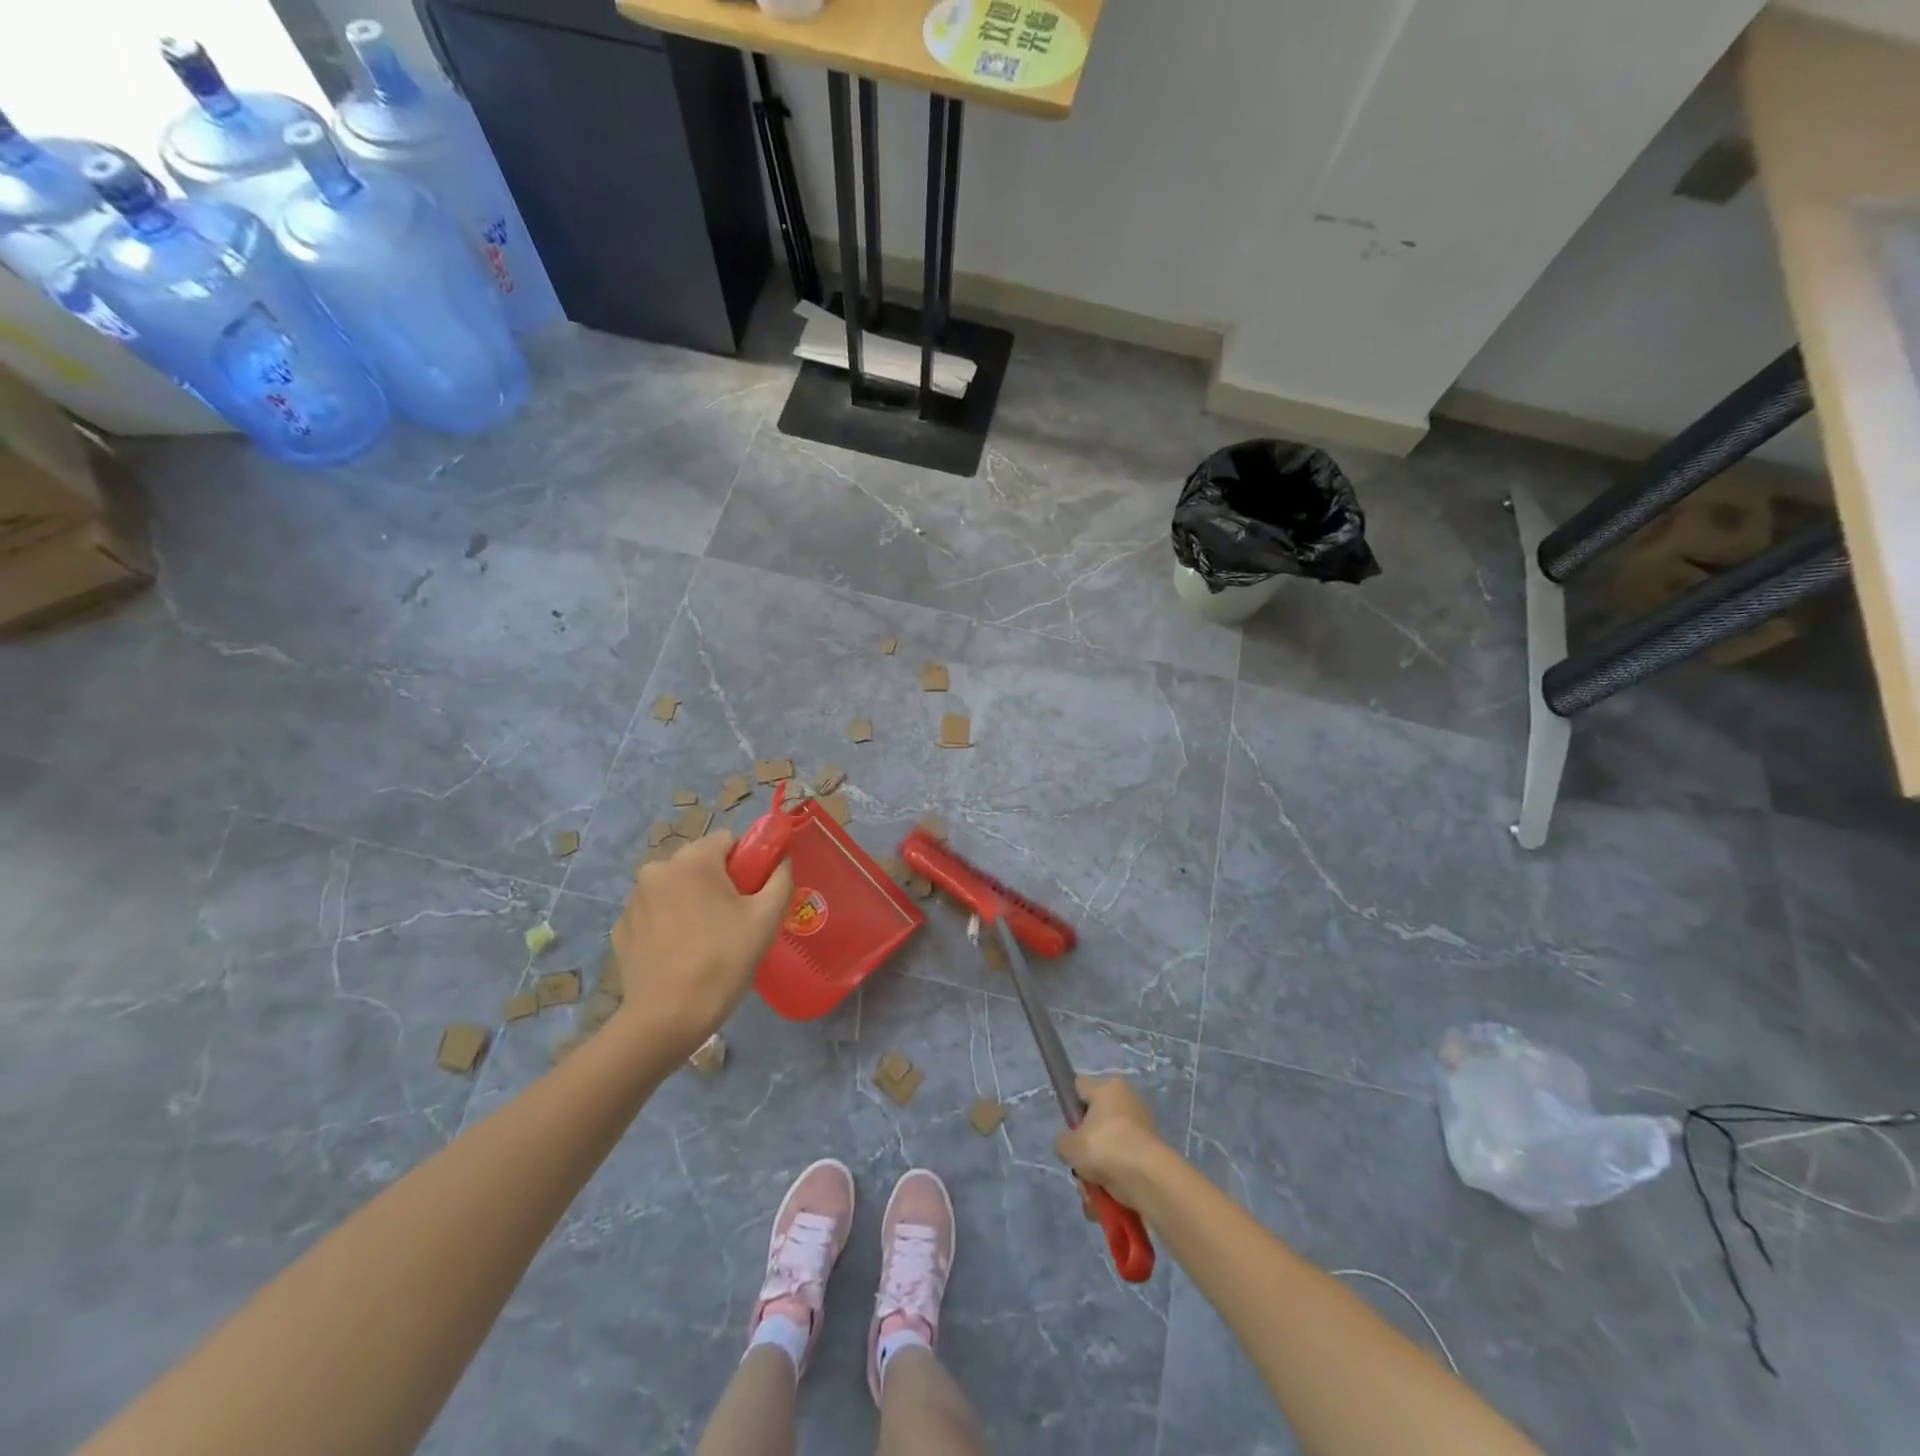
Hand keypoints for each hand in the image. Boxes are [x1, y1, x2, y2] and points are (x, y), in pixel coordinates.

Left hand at [609, 830, 792, 1057]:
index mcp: (692, 860)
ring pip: (675, 888)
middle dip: (718, 882)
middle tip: (735, 920)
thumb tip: (781, 861)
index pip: (728, 840)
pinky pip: (655, 913)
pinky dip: (669, 924)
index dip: (747, 862)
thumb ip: (780, 879)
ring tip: (706, 940)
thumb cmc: (723, 961)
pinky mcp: (621, 929)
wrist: (667, 1018)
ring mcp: (633, 900)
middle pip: (699, 863)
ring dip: (692, 901)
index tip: (754, 893)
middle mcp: (656, 869)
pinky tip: (680, 953)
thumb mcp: (767, 918)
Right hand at [1056, 1076, 1171, 1209]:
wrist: (1150, 1179)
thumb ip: (1062, 1141)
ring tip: (1092, 1192)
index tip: (1068, 1129)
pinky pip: (1124, 1165)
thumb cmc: (1106, 1148)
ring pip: (1108, 1149)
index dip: (1069, 1106)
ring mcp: (1142, 1129)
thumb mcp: (1070, 1146)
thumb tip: (1069, 1144)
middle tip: (1080, 1165)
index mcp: (1109, 1087)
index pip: (1080, 1088)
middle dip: (1085, 1149)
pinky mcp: (1151, 1155)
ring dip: (1097, 1172)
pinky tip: (1106, 1200)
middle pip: (1095, 1124)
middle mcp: (1127, 1101)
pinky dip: (1114, 1182)